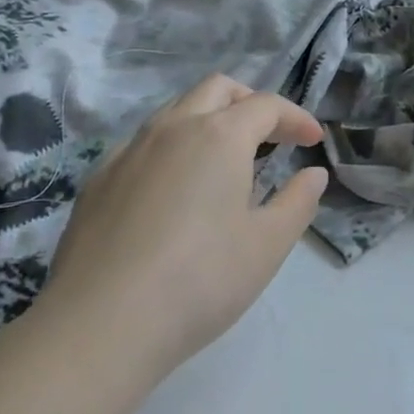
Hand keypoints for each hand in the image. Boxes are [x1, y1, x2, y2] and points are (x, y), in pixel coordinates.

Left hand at [39, 75, 325, 379]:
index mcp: (219, 136)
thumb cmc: (199, 281)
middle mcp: (173, 127)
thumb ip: (298, 202)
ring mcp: (130, 149)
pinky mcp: (99, 178)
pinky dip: (171, 147)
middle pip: (217, 89)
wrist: (100, 324)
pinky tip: (172, 190)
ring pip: (176, 109)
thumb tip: (314, 174)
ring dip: (208, 119)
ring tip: (223, 161)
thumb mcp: (266, 246)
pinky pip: (143, 142)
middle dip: (250, 102)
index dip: (296, 117)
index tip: (313, 140)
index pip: (266, 105)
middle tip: (270, 136)